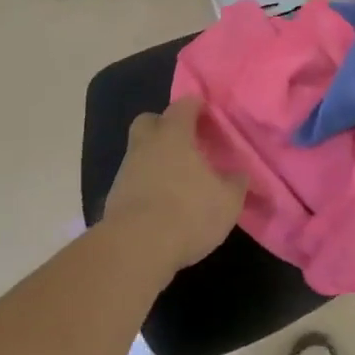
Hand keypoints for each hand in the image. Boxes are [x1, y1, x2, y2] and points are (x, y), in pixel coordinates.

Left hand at [101, 98, 247, 274]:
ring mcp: (126, 170)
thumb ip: (236, 183)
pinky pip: (133, 180)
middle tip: (185, 142)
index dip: (197, 107)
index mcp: (174, 134)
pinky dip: (145, 185)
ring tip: (177, 180)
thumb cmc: (188, 212)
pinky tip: (161, 204)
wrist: (135, 249)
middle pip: (150, 121)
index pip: (184, 105)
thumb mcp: (227, 200)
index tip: (209, 116)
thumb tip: (240, 174)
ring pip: (140, 152)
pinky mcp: (114, 198)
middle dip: (165, 126)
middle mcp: (146, 145)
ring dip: (155, 159)